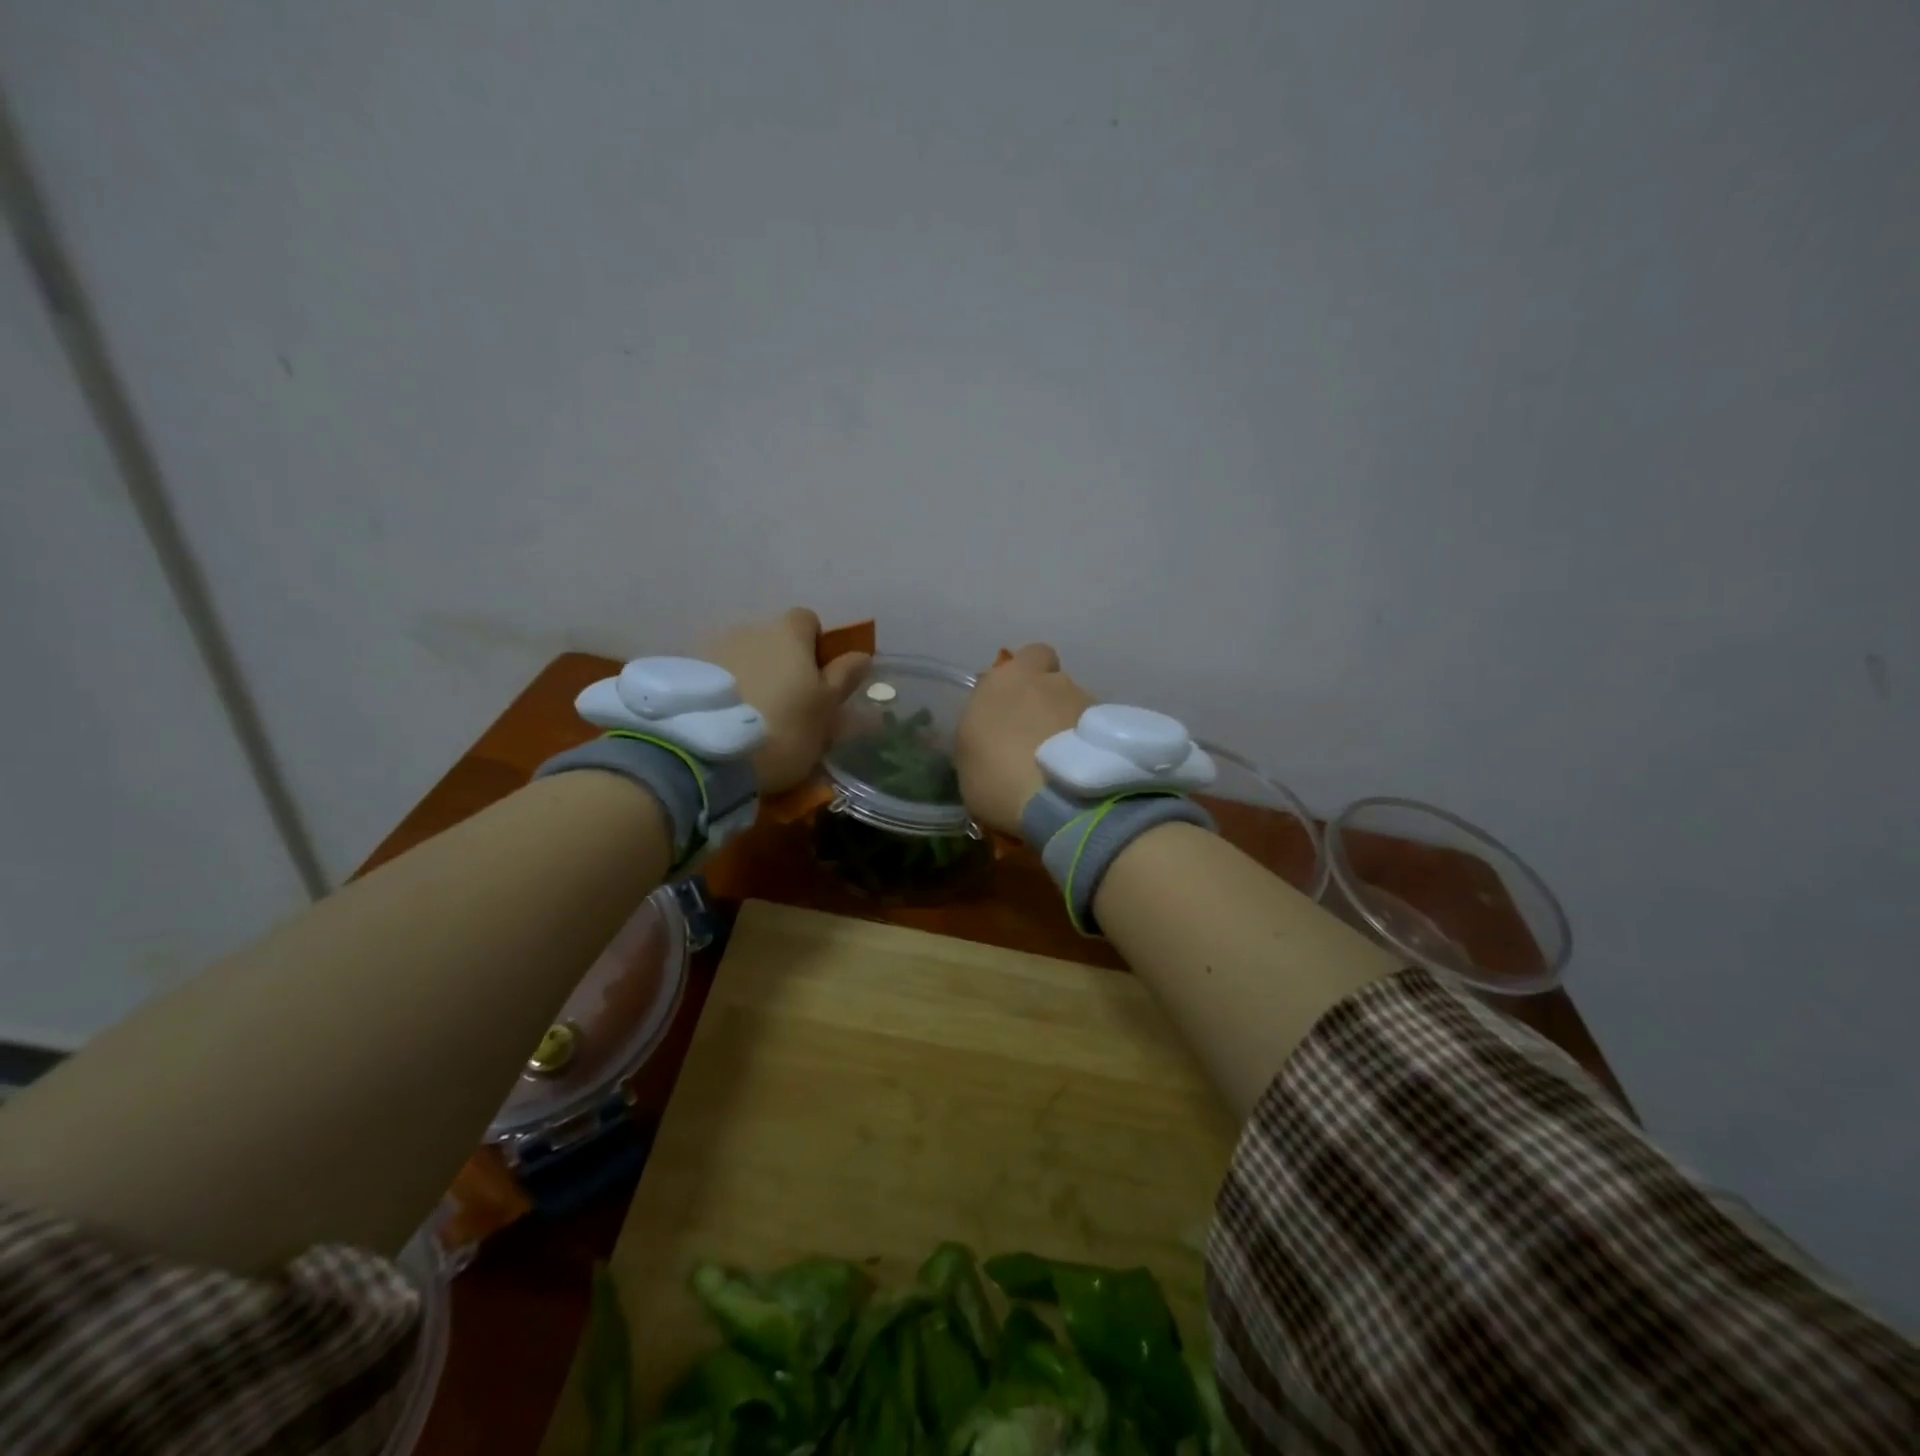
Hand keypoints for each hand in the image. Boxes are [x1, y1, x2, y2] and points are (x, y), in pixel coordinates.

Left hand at [710, 609, 869, 794]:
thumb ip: (844, 678)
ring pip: (741, 657)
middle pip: (772, 640)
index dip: (816, 645)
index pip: (808, 620)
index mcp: (788, 633)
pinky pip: (713, 675)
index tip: (818, 678)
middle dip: (781, 664)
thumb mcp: (826, 709)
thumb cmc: (783, 728)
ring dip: (750, 676)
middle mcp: (749, 630)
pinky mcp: (683, 673)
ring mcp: (712, 648)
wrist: (705, 753)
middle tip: (786, 705)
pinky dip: (722, 690)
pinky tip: (723, 722)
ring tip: (750, 717)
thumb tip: (861, 655)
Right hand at [955, 644, 1094, 836]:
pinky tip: (1083, 774)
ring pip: (1077, 705)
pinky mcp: (1113, 728)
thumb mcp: (967, 759)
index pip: (1028, 656)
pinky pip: (1097, 731)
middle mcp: (1049, 680)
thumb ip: (983, 732)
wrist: (1057, 802)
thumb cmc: (996, 780)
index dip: (1027, 676)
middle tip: (1039, 735)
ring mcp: (1085, 701)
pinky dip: (1090, 746)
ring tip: (1064, 763)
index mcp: (1005, 680)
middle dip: (1049, 701)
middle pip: (1054, 682)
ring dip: (1070, 725)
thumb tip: (994, 730)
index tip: (1017, 703)